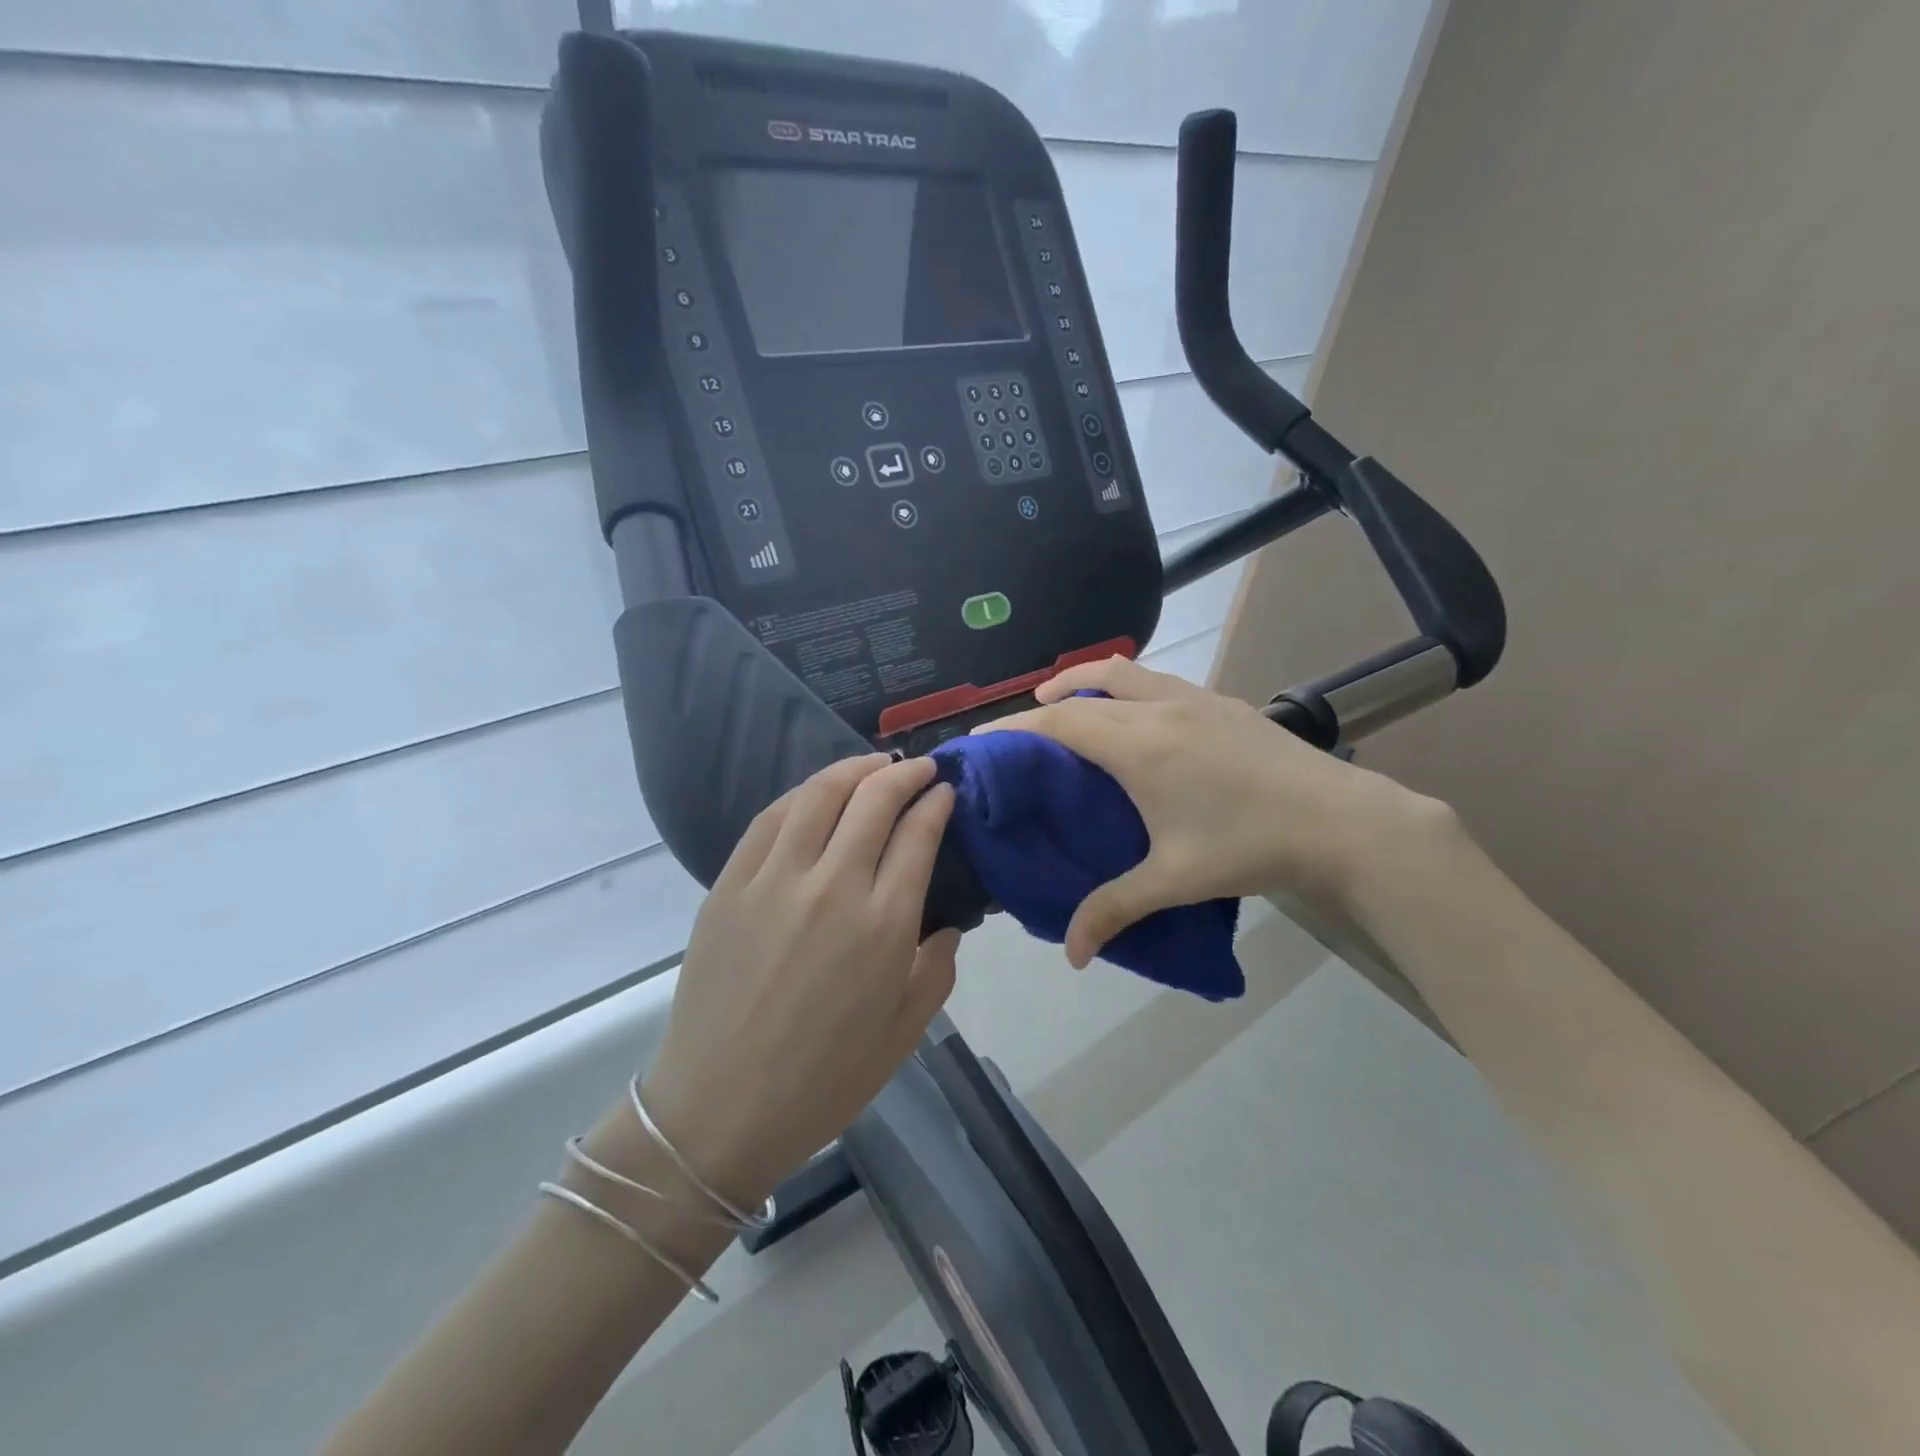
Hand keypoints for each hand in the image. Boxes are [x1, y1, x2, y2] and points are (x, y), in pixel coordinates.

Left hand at [639, 755, 958, 1203]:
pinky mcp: (730, 885)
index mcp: (883, 925)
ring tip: (874, 765)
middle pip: (874, 799)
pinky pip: (770, 819)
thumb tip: (946, 924)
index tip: (945, 792)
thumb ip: (936, 969)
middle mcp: (832, 887)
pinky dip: (802, 794)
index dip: (936, 803)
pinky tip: (817, 793)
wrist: (719, 1110)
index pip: (918, 834)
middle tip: (920, 768)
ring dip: (854, 769)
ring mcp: (775, 880)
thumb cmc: (824, 1080)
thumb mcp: (904, 1033)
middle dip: (904, 773)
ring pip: (820, 794)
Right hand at [983, 657, 1445, 966]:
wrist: (1342, 821)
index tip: (981, 739)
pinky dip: (1126, 686)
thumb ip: (1114, 909)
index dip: (1014, 727)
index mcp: (1138, 746)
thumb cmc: (1249, 845)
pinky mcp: (1223, 702)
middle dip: (1043, 702)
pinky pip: (1156, 681)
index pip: (1059, 721)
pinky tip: (1136, 718)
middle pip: (1084, 688)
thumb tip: (1071, 954)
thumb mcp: (1174, 880)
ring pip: (1124, 671)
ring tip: (1068, 704)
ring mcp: (1195, 699)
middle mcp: (1159, 710)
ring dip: (1085, 681)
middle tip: (1022, 731)